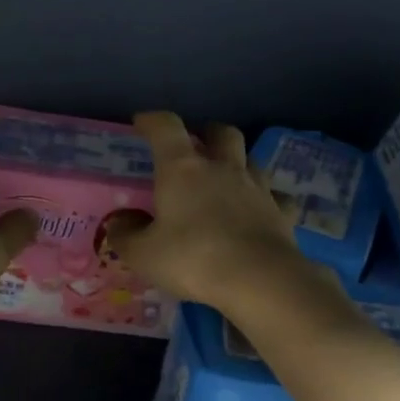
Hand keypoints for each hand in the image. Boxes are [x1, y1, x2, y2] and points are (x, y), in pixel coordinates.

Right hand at [108, 112, 311, 311]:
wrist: (259, 279)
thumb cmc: (193, 259)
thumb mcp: (144, 254)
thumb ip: (126, 235)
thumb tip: (118, 222)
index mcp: (184, 169)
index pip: (166, 128)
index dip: (153, 121)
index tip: (142, 123)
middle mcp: (223, 168)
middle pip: (221, 132)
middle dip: (207, 133)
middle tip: (196, 145)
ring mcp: (257, 188)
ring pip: (251, 159)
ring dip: (238, 161)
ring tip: (226, 177)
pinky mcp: (281, 212)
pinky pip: (275, 196)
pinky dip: (266, 198)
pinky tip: (259, 210)